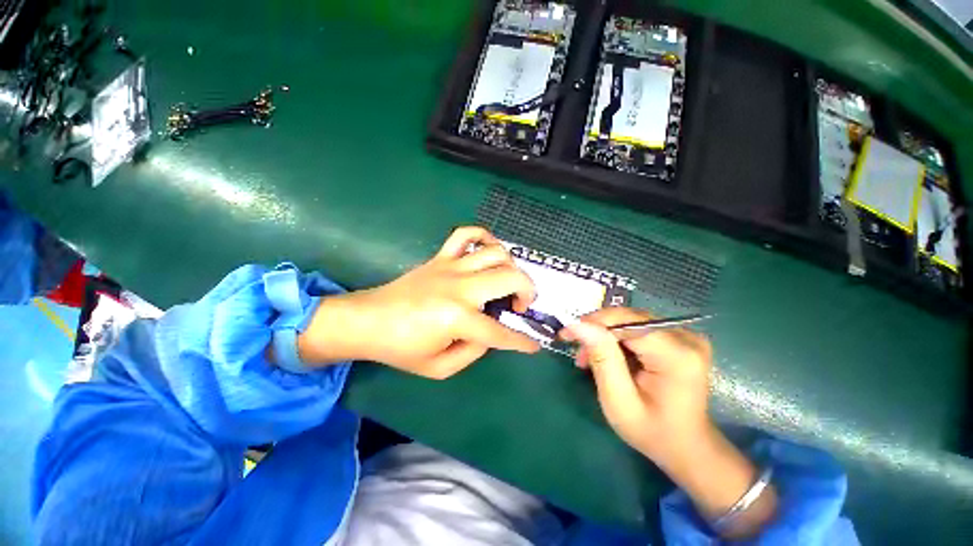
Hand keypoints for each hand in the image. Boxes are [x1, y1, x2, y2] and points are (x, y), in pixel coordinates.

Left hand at [297, 227, 539, 378]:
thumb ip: (473, 352)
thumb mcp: (439, 367)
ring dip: (511, 267)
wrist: (368, 321)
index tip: (535, 344)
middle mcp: (460, 287)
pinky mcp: (440, 257)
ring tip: (507, 281)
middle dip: (528, 292)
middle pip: (510, 278)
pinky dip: (484, 236)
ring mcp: (451, 266)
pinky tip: (487, 251)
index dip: (522, 341)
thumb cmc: (401, 348)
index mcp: (459, 318)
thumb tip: (491, 334)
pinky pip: (465, 234)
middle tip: (521, 306)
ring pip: (496, 252)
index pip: (501, 332)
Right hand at [562, 308, 775, 537]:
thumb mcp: (619, 401)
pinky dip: (617, 339)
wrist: (687, 445)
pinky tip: (608, 355)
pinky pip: (637, 327)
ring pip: (630, 321)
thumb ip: (602, 359)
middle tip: (578, 353)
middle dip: (597, 331)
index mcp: (677, 356)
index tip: (567, 335)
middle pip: (628, 319)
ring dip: (605, 335)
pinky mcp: (678, 337)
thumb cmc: (652, 431)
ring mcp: (685, 335)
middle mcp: (686, 337)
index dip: (594, 323)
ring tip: (589, 358)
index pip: (628, 322)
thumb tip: (578, 324)